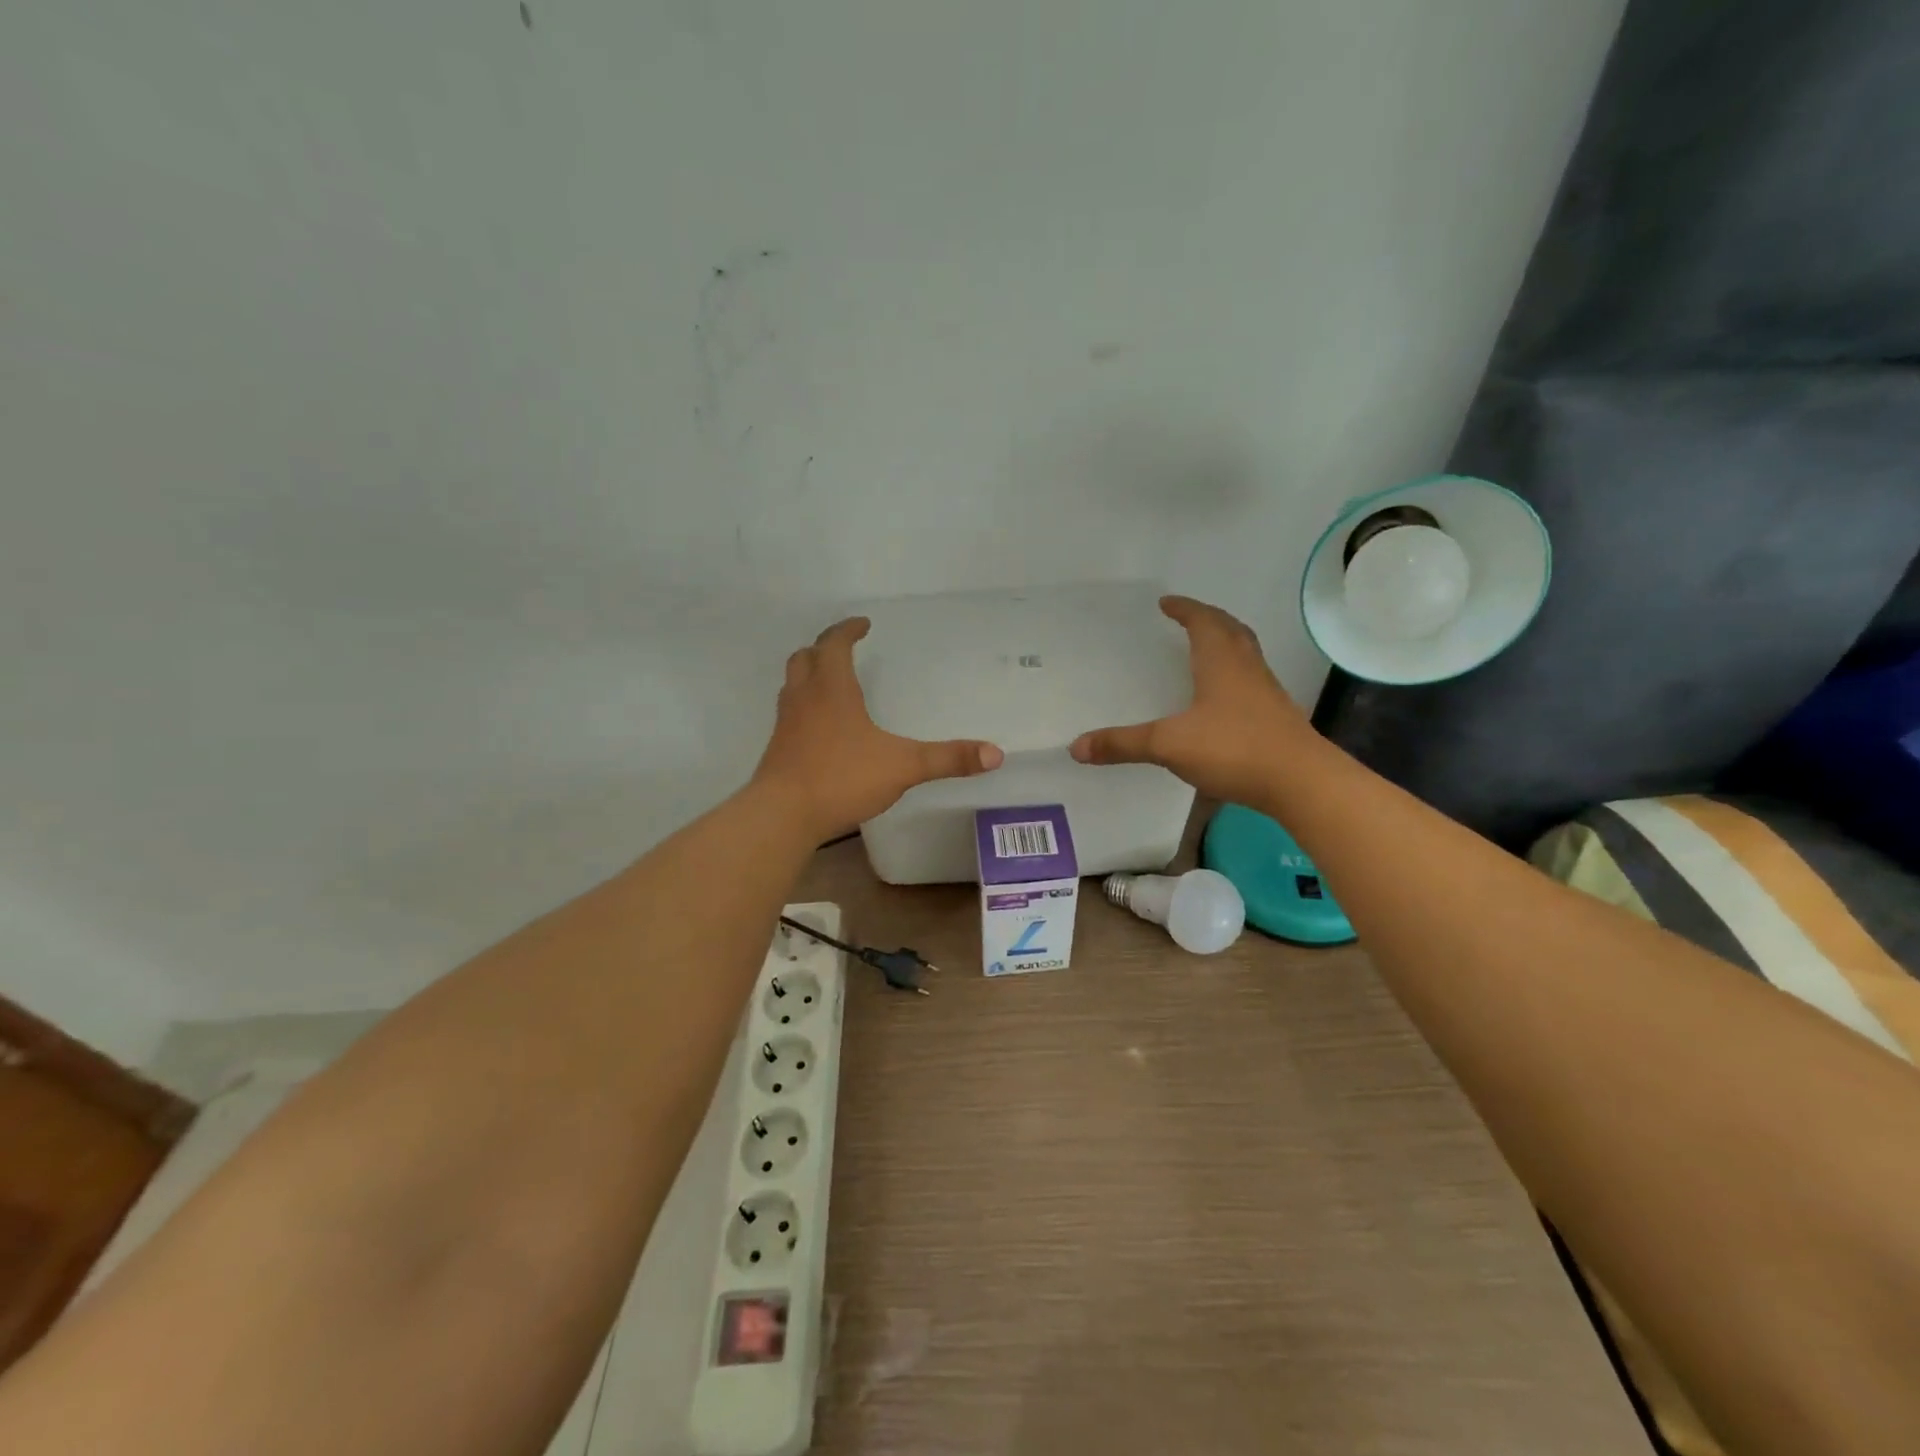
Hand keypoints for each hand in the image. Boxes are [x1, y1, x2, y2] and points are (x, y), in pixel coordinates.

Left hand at [751, 617, 1004, 840]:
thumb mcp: (903, 766)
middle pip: (805, 658)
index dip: (847, 630)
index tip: (863, 624)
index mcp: (831, 689)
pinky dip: (804, 706)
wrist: (782, 815)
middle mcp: (804, 698)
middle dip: (823, 647)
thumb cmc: (841, 778)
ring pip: (792, 685)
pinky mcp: (777, 749)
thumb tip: (996, 754)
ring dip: (809, 675)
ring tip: (830, 682)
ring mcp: (786, 724)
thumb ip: (948, 759)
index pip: (834, 644)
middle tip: (842, 648)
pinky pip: (790, 714)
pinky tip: (821, 728)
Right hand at [1069, 596, 1311, 807]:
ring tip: (1204, 652)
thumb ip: (1123, 744)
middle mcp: (1247, 669)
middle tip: (1188, 619)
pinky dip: (1234, 676)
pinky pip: (1251, 682)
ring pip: (1246, 655)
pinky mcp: (1276, 717)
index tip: (1166, 603)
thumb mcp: (1169, 744)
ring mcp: (1266, 693)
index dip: (1185, 609)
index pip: (1203, 621)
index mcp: (1222, 662)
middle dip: (1209, 620)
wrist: (1300, 782)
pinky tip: (1221, 701)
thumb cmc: (1234, 748)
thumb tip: (1076, 747)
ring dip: (1225, 645)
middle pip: (1231, 631)